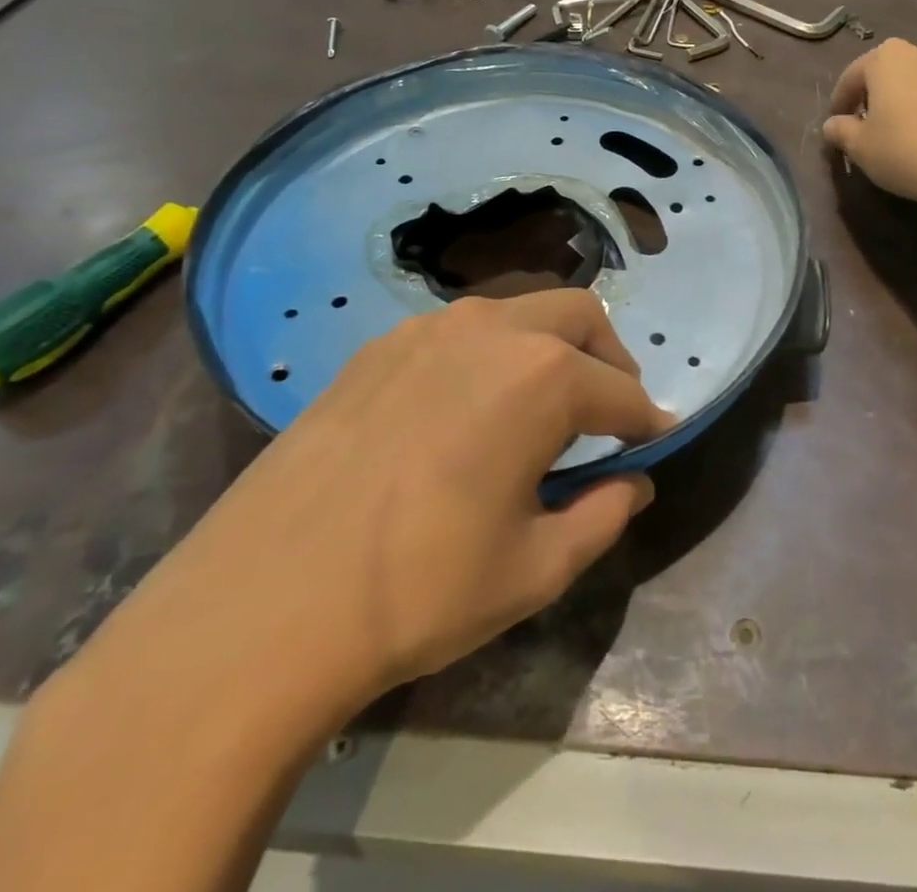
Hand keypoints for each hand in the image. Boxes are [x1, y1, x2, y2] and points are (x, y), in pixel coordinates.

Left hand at [63, 290, 672, 747]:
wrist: (262, 606)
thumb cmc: (421, 590)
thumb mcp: (535, 569)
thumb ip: (603, 516)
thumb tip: (635, 484)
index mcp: (542, 378)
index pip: (621, 391)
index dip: (647, 421)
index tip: (655, 443)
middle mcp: (493, 331)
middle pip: (578, 316)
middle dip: (608, 358)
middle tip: (606, 413)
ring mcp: (429, 329)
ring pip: (517, 310)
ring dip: (548, 345)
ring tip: (538, 406)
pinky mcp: (378, 346)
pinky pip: (459, 329)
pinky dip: (490, 352)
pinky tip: (466, 407)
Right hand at [823, 39, 916, 207]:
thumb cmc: (907, 150)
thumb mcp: (861, 147)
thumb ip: (841, 132)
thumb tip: (832, 125)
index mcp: (886, 58)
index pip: (851, 76)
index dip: (839, 102)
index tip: (835, 124)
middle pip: (888, 74)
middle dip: (875, 97)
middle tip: (867, 127)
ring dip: (907, 104)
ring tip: (903, 135)